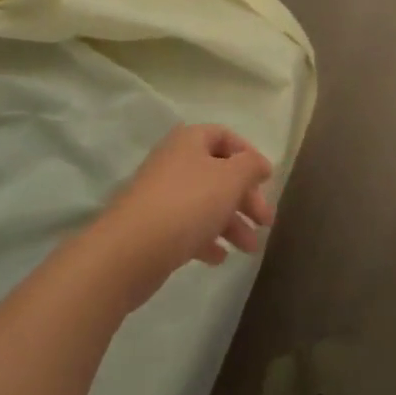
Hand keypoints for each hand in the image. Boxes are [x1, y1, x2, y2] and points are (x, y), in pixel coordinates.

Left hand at [90, 125, 275, 306]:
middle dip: (245, 197)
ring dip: (232, 223)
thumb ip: (250, 166)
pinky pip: (187, 228)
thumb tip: (259, 163)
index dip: (248, 154)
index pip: (224, 136)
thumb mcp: (230, 179)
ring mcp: (161, 196)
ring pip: (206, 203)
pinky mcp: (153, 228)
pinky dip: (207, 239)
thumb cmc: (187, 204)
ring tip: (250, 249)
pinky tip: (220, 258)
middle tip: (266, 221)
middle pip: (218, 173)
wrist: (129, 251)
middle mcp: (174, 162)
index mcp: (190, 141)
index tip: (266, 180)